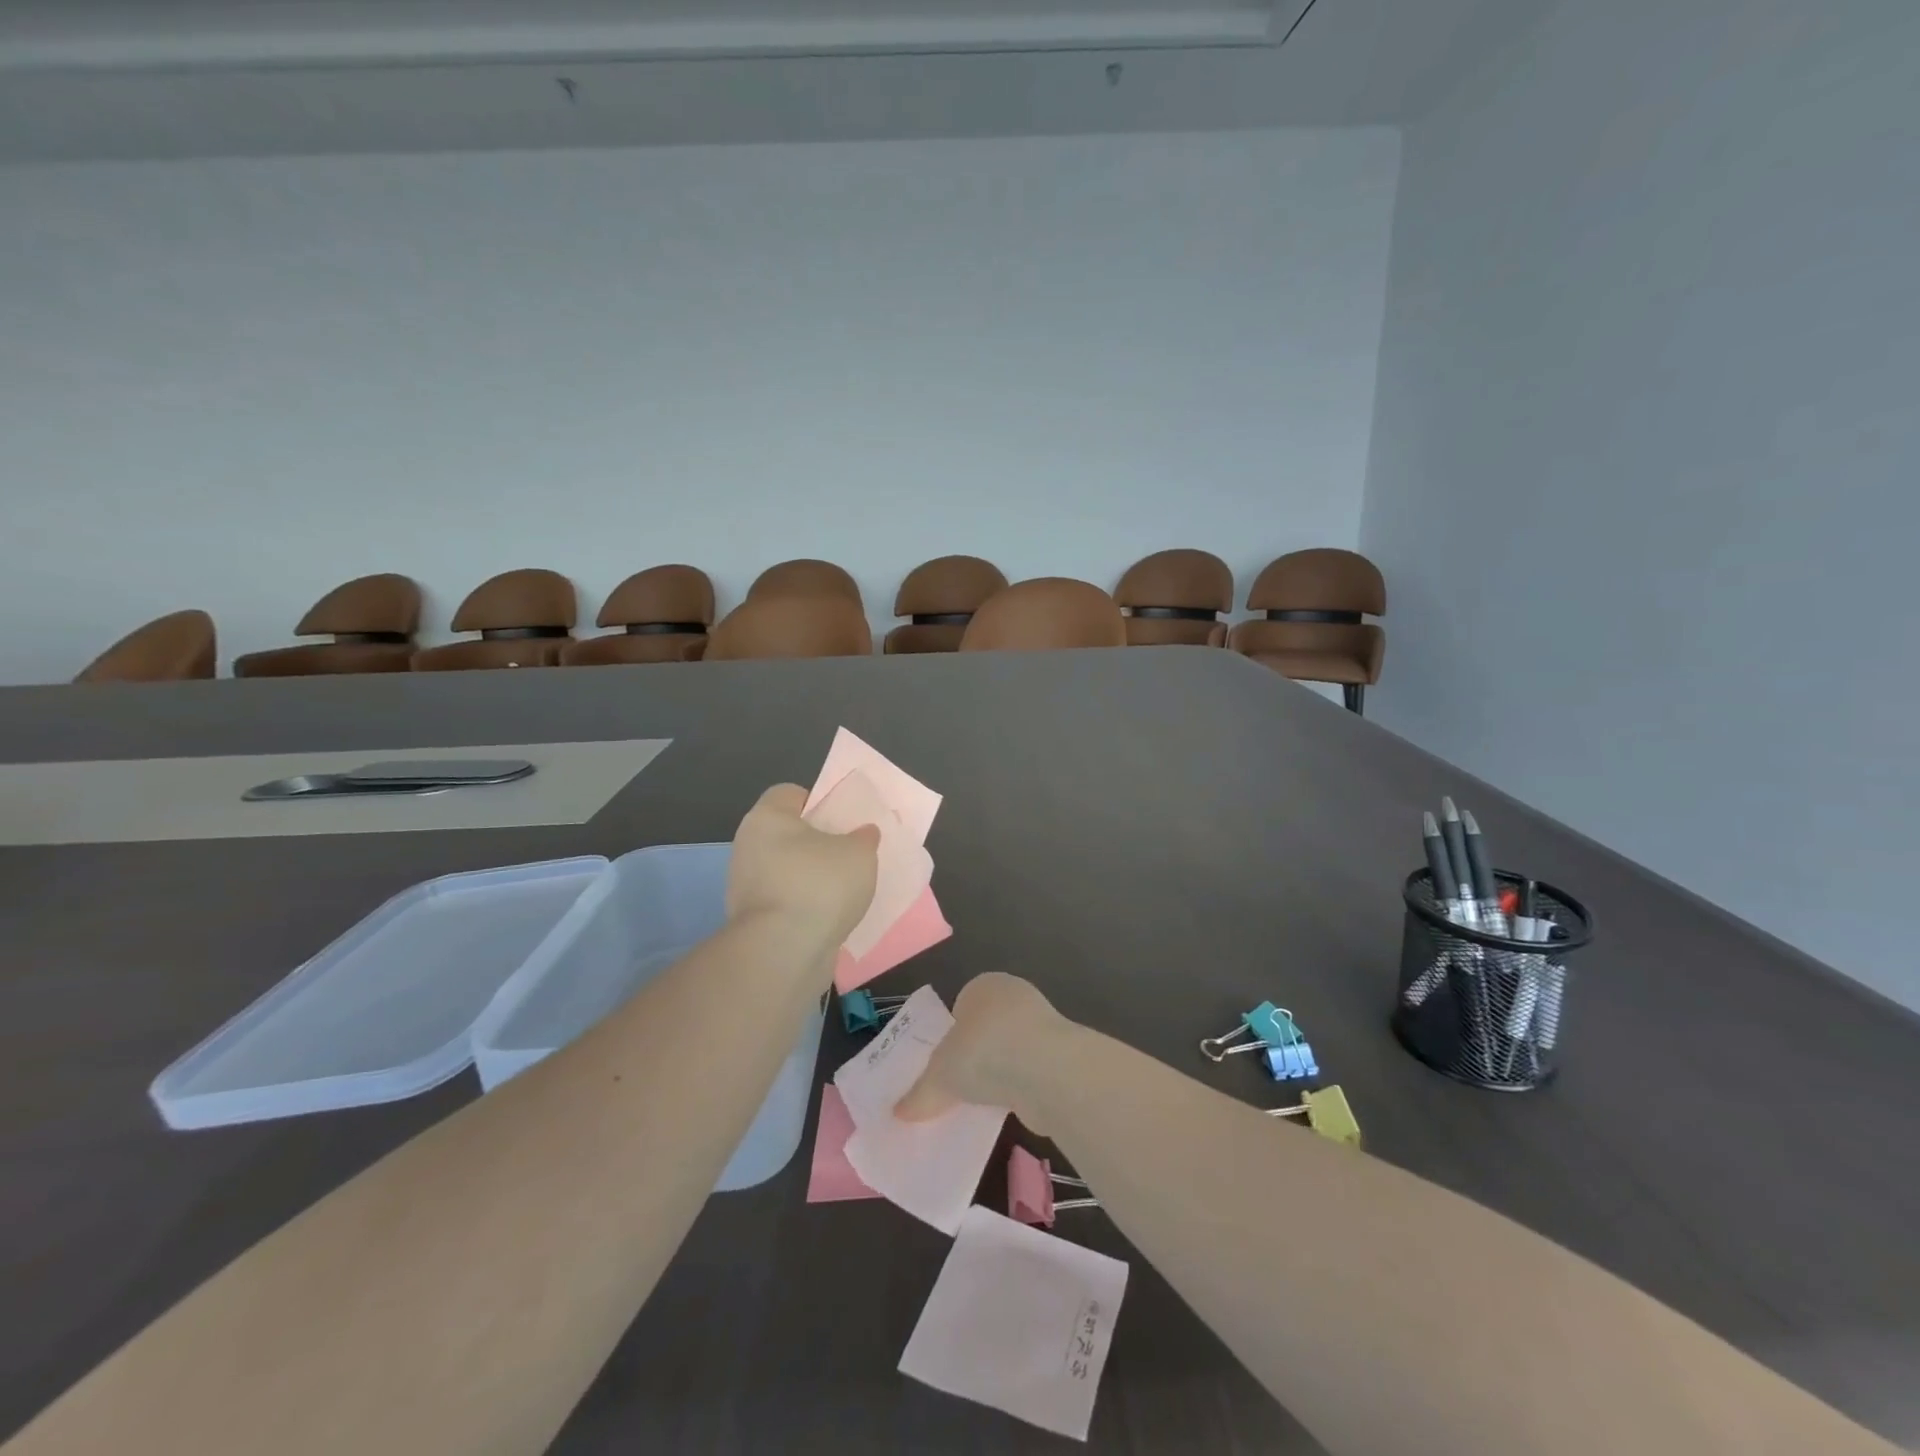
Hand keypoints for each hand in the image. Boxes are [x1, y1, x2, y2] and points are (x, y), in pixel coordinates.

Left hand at [727, 784, 879, 950]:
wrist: (784, 951)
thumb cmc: (819, 885)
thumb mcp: (859, 852)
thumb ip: (863, 838)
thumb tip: (862, 834)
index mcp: (766, 817)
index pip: (790, 794)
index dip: (818, 801)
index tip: (843, 820)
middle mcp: (748, 846)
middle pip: (787, 834)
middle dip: (816, 843)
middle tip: (849, 853)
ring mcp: (744, 886)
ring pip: (785, 870)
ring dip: (810, 878)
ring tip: (844, 890)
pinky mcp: (751, 921)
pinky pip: (784, 902)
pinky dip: (803, 906)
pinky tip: (829, 916)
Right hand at [895, 973, 1066, 1131]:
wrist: (1047, 1071)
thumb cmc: (984, 1053)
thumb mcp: (939, 1075)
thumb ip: (920, 1093)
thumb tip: (899, 1112)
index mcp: (983, 986)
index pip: (961, 1006)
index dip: (949, 1035)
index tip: (940, 1065)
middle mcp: (1014, 997)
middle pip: (985, 1028)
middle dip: (973, 1055)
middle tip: (955, 1085)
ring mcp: (1041, 1024)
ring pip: (1009, 1050)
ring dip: (998, 1073)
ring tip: (979, 1103)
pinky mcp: (1059, 1054)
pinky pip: (1028, 1071)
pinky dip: (1018, 1088)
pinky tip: (1006, 1108)